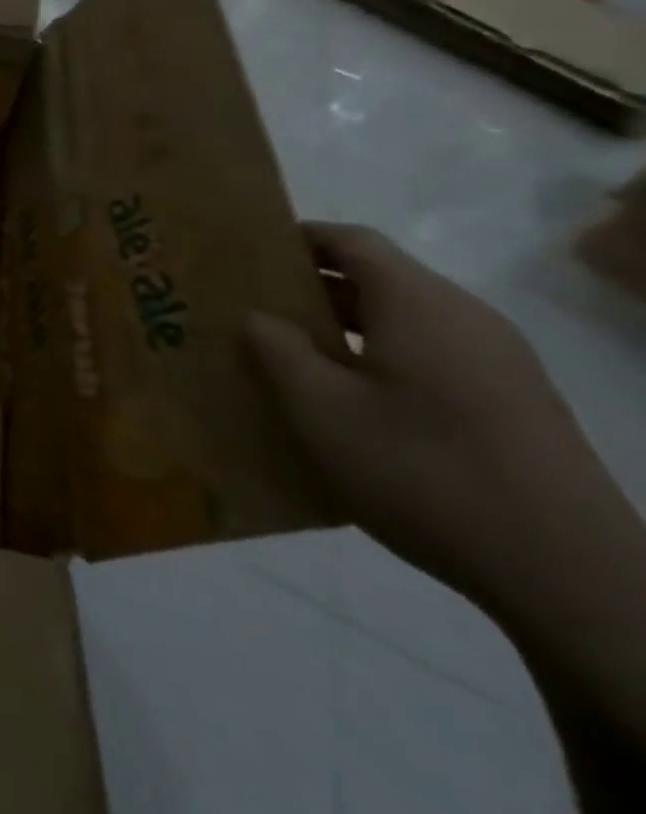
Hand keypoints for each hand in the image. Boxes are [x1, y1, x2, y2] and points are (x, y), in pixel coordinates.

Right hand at [244, 224, 623, 606]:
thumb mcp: (321, 409)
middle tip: (249, 307)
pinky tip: (347, 401)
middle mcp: (465, 319)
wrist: (568, 575)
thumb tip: (259, 316)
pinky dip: (378, 358)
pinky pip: (429, 356)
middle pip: (378, 278)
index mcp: (419, 305)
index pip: (352, 241)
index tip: (245, 254)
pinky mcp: (512, 403)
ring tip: (287, 356)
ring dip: (342, 328)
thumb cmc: (424, 471)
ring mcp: (498, 363)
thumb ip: (277, 350)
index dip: (296, 238)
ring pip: (403, 321)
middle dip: (311, 287)